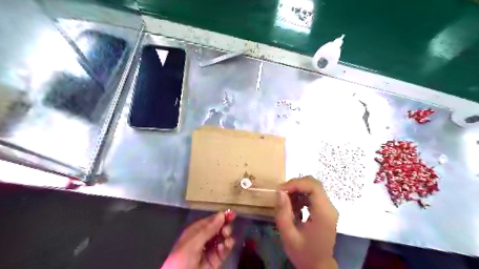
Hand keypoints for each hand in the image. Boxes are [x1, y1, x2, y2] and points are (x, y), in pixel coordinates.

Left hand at [160, 212, 234, 267]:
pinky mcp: (215, 262)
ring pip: (222, 239)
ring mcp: (209, 251)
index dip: (221, 216)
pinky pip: (224, 251)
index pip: (210, 221)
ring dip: (227, 237)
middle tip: (226, 231)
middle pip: (218, 229)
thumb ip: (208, 229)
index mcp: (195, 232)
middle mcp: (203, 239)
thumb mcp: (193, 243)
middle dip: (224, 227)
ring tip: (226, 239)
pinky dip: (227, 247)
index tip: (232, 213)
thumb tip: (222, 214)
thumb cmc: (182, 260)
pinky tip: (225, 247)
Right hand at [276, 177, 338, 268]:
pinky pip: (312, 194)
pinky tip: (294, 208)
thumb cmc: (303, 253)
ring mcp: (328, 208)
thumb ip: (283, 213)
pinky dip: (300, 196)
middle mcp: (329, 208)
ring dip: (297, 190)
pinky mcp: (325, 209)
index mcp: (323, 214)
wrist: (318, 266)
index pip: (313, 187)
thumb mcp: (288, 235)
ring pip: (312, 187)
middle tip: (281, 194)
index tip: (280, 190)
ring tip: (286, 203)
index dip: (296, 183)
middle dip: (295, 185)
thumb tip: (280, 192)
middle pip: (314, 183)